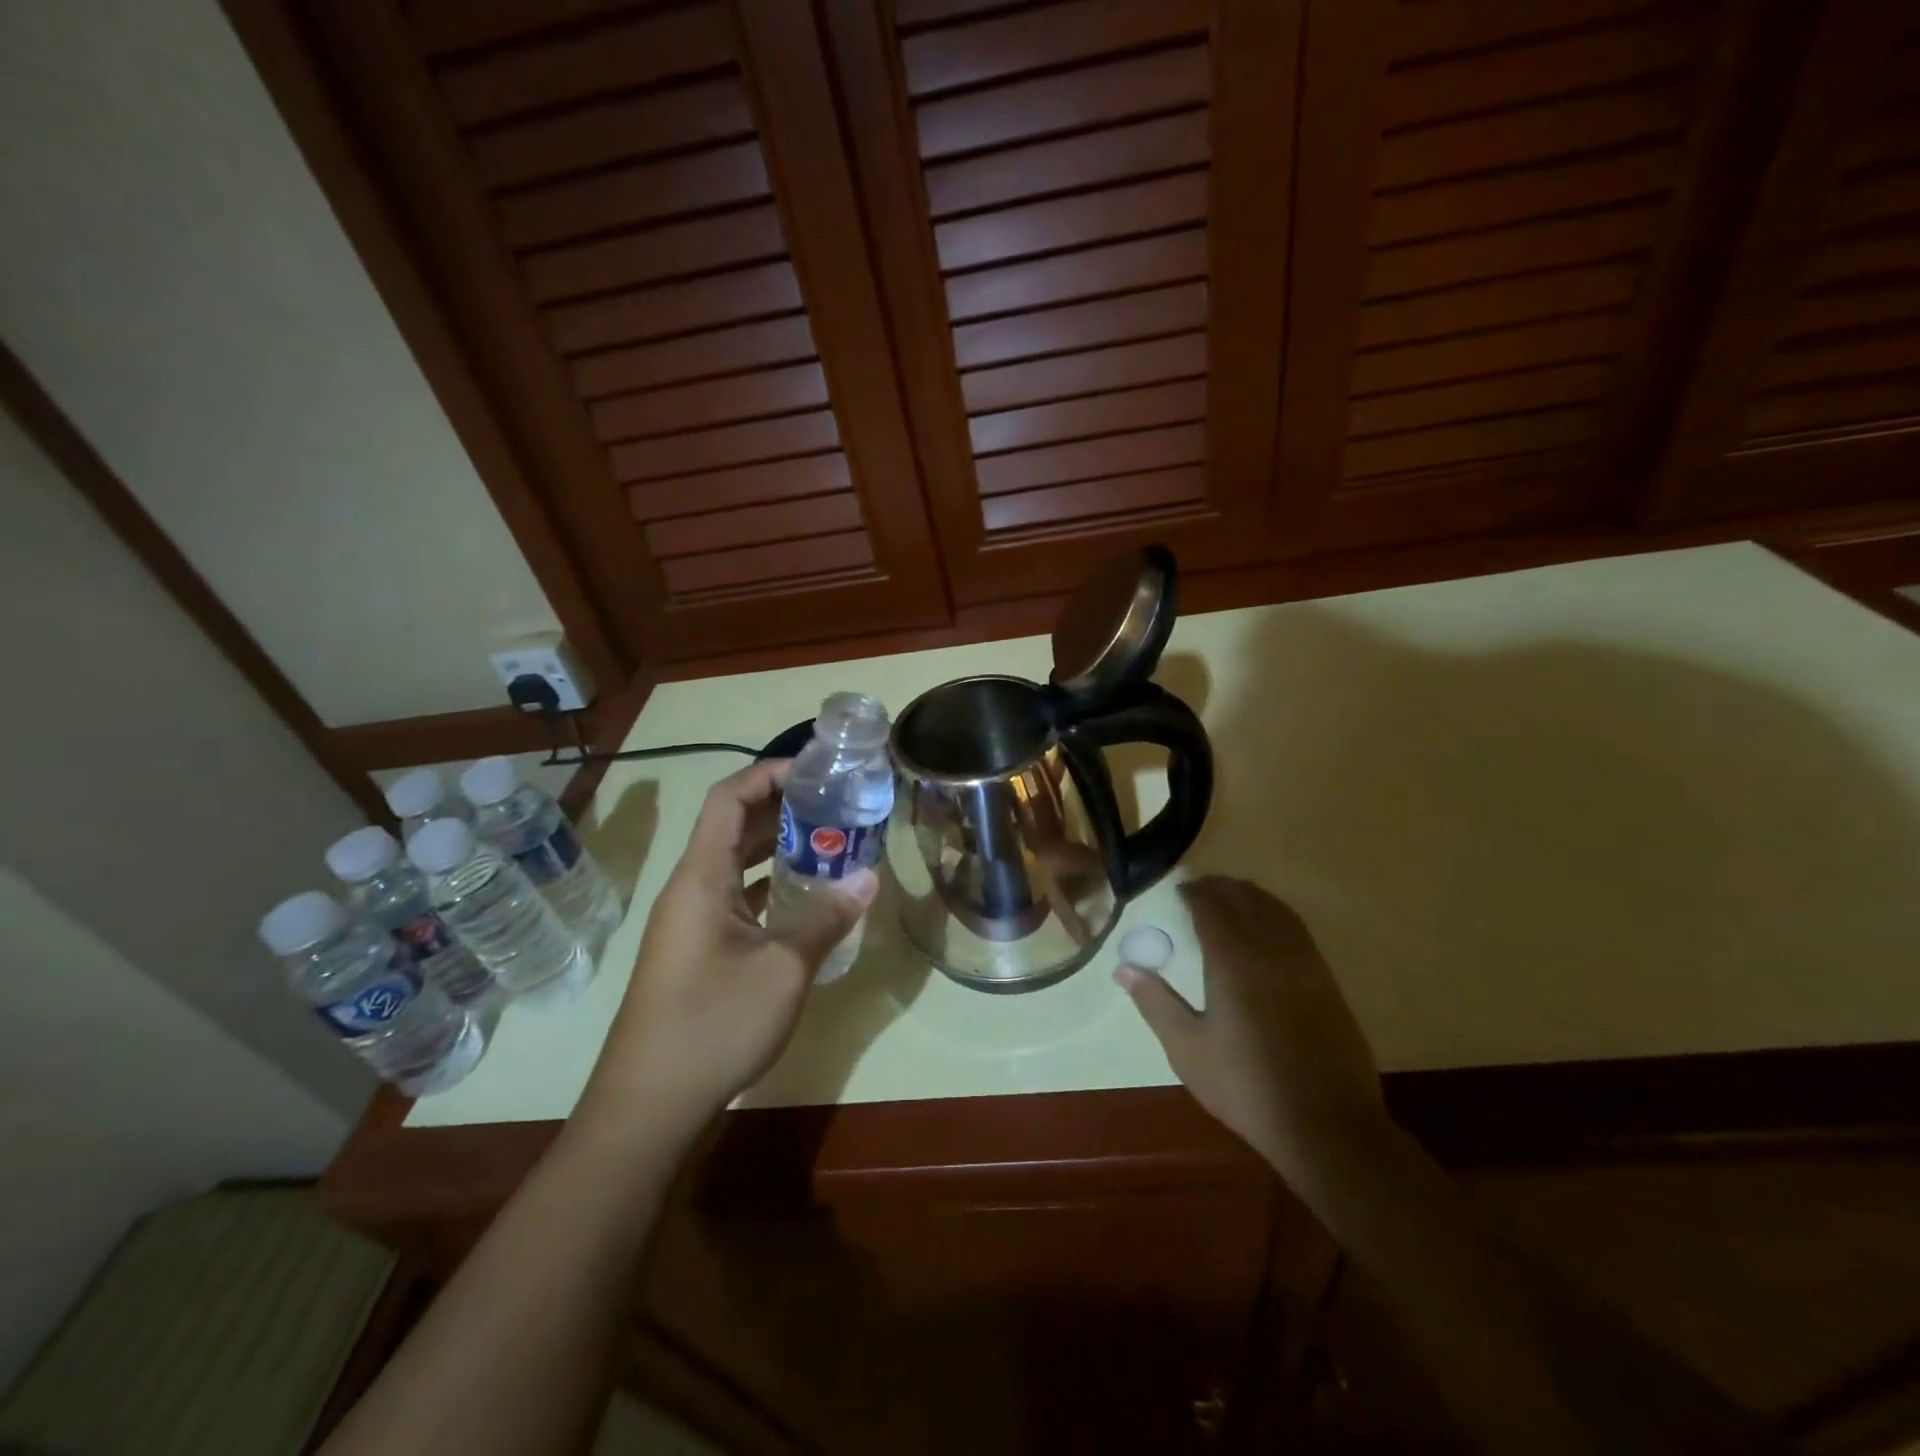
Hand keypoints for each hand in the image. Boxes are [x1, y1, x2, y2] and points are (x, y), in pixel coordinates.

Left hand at [579, 760, 876, 1139]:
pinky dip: (771, 887)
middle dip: (783, 808)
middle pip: (733, 826)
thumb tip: (869, 877)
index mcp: (701, 877)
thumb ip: (827, 917)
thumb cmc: (714, 1023)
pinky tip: (808, 900)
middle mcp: (691, 889)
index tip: (815, 771)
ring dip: (779, 848)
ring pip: (737, 864)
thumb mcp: (784, 968)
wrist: (649, 1106)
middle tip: (837, 805)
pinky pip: (738, 899)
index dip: (768, 774)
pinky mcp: (698, 951)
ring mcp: (691, 922)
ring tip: (831, 843)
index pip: (728, 799)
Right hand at [1117, 876, 1383, 1177]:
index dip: (1194, 892)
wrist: (1327, 1125)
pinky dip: (1275, 915)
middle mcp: (1271, 950)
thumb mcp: (1188, 1050)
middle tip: (1199, 890)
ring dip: (1251, 897)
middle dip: (1221, 888)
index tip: (1178, 890)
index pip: (1212, 907)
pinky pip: (1297, 929)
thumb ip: (1155, 1003)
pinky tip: (1267, 932)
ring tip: (1231, 900)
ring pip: (1277, 910)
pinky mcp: (1327, 982)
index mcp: (1234, 961)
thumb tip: (1123, 968)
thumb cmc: (1247, 1087)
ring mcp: (1305, 963)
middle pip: (1247, 899)